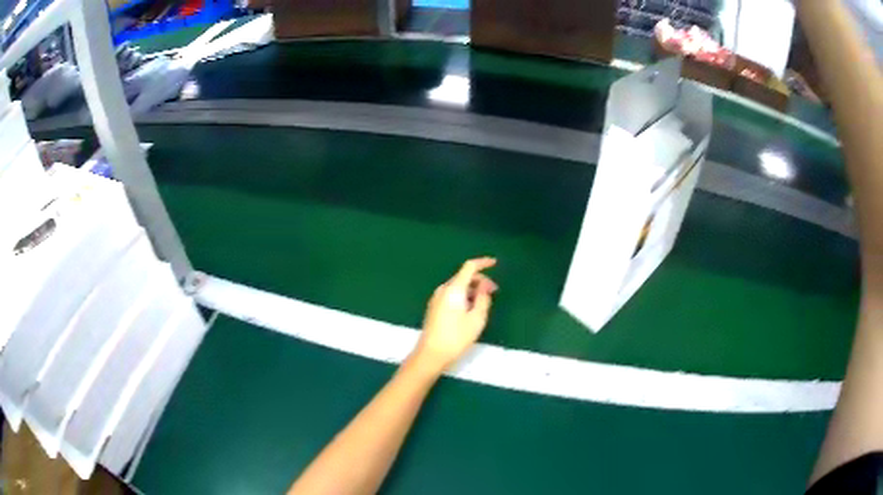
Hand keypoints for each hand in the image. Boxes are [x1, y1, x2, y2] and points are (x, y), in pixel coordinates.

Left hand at [412, 257, 497, 373]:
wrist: (431, 354)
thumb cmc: (456, 337)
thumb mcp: (477, 319)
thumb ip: (483, 299)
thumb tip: (484, 286)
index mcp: (454, 289)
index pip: (469, 267)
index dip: (483, 263)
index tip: (495, 263)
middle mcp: (443, 289)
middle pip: (464, 277)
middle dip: (480, 281)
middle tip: (494, 292)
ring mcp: (436, 298)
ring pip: (458, 286)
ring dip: (472, 290)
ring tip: (484, 304)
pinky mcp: (434, 307)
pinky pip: (452, 295)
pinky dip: (464, 296)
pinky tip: (471, 309)